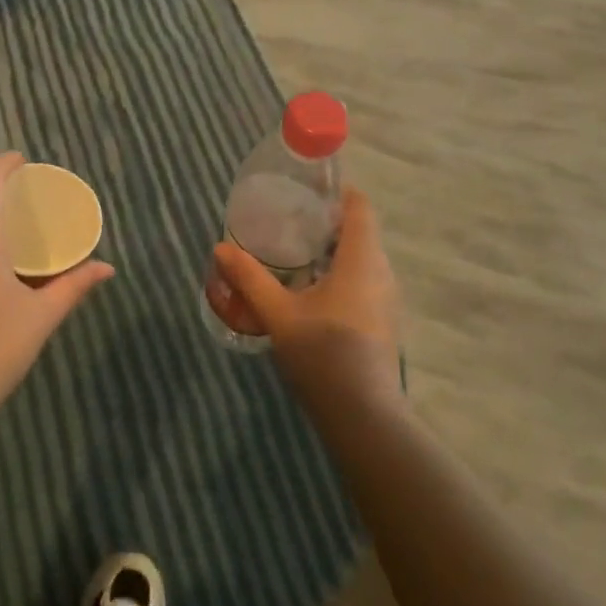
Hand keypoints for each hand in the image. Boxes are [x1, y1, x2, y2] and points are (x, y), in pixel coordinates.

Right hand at [212, 187, 402, 413]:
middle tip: (289, 219)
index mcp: (361, 259)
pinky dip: (338, 273)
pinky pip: (362, 281)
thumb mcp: (278, 314)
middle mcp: (380, 272)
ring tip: (293, 252)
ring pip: (361, 259)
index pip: (360, 207)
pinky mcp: (380, 321)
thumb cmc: (323, 353)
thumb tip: (220, 247)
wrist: (363, 415)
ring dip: (332, 250)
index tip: (307, 190)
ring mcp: (385, 299)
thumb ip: (250, 278)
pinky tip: (308, 289)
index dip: (339, 192)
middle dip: (327, 222)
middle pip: (359, 232)